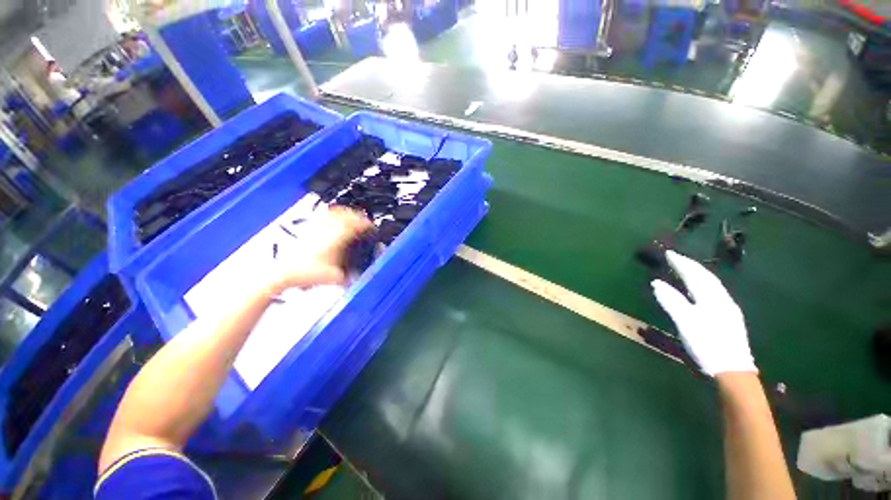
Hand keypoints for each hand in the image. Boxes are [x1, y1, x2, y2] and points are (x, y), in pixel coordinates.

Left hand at [271, 207, 373, 291]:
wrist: (284, 273)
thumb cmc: (308, 274)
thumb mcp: (334, 278)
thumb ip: (350, 278)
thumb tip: (359, 278)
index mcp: (335, 240)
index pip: (354, 225)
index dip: (366, 224)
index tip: (372, 227)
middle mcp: (327, 231)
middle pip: (345, 215)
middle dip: (358, 216)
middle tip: (365, 221)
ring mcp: (317, 229)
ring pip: (334, 213)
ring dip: (346, 213)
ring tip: (353, 216)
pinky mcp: (309, 231)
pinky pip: (323, 217)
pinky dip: (333, 214)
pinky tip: (335, 218)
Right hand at [650, 251, 755, 375]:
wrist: (732, 369)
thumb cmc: (707, 344)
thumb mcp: (685, 322)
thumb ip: (671, 300)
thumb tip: (656, 282)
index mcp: (712, 298)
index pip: (695, 274)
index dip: (681, 263)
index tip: (668, 253)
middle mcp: (723, 299)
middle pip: (706, 277)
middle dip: (690, 265)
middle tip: (675, 258)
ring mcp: (728, 309)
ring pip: (712, 285)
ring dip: (697, 274)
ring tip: (685, 269)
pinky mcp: (729, 318)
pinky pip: (714, 293)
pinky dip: (703, 285)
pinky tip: (699, 290)